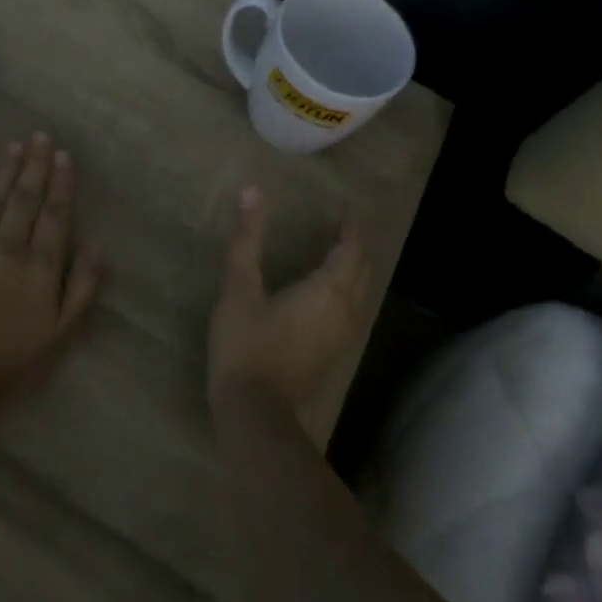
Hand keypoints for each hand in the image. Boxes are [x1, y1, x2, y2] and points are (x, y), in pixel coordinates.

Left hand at [0, 134, 102, 405]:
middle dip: (35, 165)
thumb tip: (97, 247)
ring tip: (16, 148)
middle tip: (40, 136)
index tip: (64, 156)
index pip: (55, 213)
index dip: (61, 182)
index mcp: (39, 265)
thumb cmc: (11, 359)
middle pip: (24, 197)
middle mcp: (7, 246)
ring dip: (6, 172)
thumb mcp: (61, 333)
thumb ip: (82, 288)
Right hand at [207, 186, 370, 415]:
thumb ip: (247, 239)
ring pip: (359, 293)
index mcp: (327, 291)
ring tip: (336, 252)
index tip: (346, 209)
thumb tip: (253, 191)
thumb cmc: (245, 344)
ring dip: (353, 269)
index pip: (351, 250)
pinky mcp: (331, 354)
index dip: (350, 228)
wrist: (253, 410)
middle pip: (361, 271)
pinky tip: (327, 292)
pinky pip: (350, 311)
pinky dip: (346, 291)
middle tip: (342, 227)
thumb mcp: (239, 287)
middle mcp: (344, 311)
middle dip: (355, 247)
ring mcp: (341, 337)